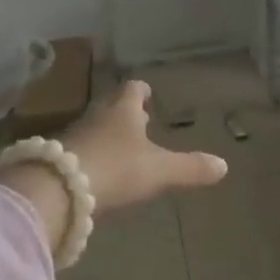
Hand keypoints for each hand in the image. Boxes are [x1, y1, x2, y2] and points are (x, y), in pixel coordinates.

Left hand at [0, 79, 228, 251]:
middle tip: (137, 120)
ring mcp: (74, 135)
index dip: (141, 91)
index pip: (134, 88)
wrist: (58, 190)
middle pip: (112, 106)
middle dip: (124, 112)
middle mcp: (98, 114)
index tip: (147, 94)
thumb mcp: (159, 171)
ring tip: (119, 147)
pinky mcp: (56, 159)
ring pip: (94, 126)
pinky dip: (89, 155)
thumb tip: (224, 165)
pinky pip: (78, 149)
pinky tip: (96, 172)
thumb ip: (190, 168)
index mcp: (123, 109)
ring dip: (106, 133)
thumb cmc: (116, 169)